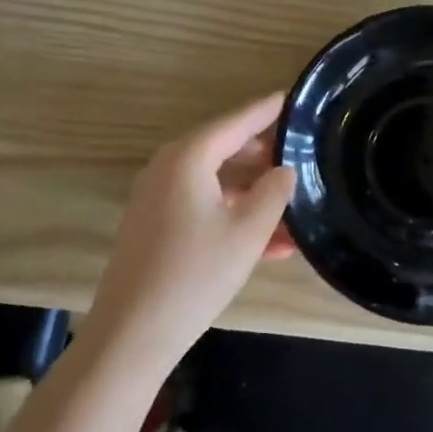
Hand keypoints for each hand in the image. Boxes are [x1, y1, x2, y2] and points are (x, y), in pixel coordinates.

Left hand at [78, 93, 296, 376]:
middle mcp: (168, 168)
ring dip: (253, 195)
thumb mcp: (247, 231)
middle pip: (224, 149)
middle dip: (264, 155)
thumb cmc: (195, 274)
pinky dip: (233, 216)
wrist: (132, 334)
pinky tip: (270, 243)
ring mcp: (158, 198)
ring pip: (216, 183)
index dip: (267, 111)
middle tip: (301, 155)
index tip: (293, 98)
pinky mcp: (155, 226)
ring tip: (294, 206)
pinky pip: (203, 207)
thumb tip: (284, 170)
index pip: (236, 121)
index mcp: (188, 158)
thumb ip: (273, 192)